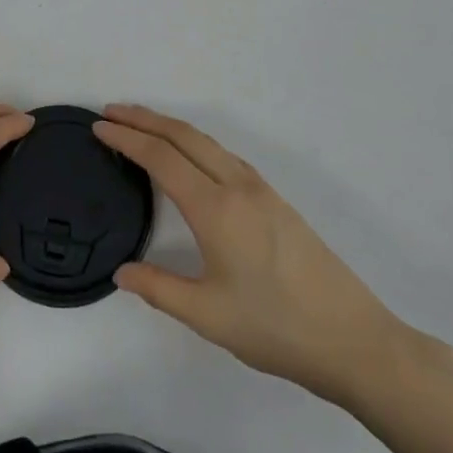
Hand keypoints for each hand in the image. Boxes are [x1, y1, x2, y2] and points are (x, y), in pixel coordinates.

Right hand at [93, 104, 404, 408]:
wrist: (354, 340)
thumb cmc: (276, 328)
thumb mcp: (208, 316)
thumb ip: (159, 289)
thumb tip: (120, 272)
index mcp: (215, 207)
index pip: (161, 157)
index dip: (126, 139)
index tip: (98, 127)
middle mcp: (236, 185)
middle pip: (183, 135)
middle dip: (144, 118)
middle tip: (110, 112)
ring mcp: (260, 189)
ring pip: (206, 141)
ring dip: (170, 127)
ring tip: (142, 126)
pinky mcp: (276, 200)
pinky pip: (224, 155)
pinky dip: (194, 143)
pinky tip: (190, 157)